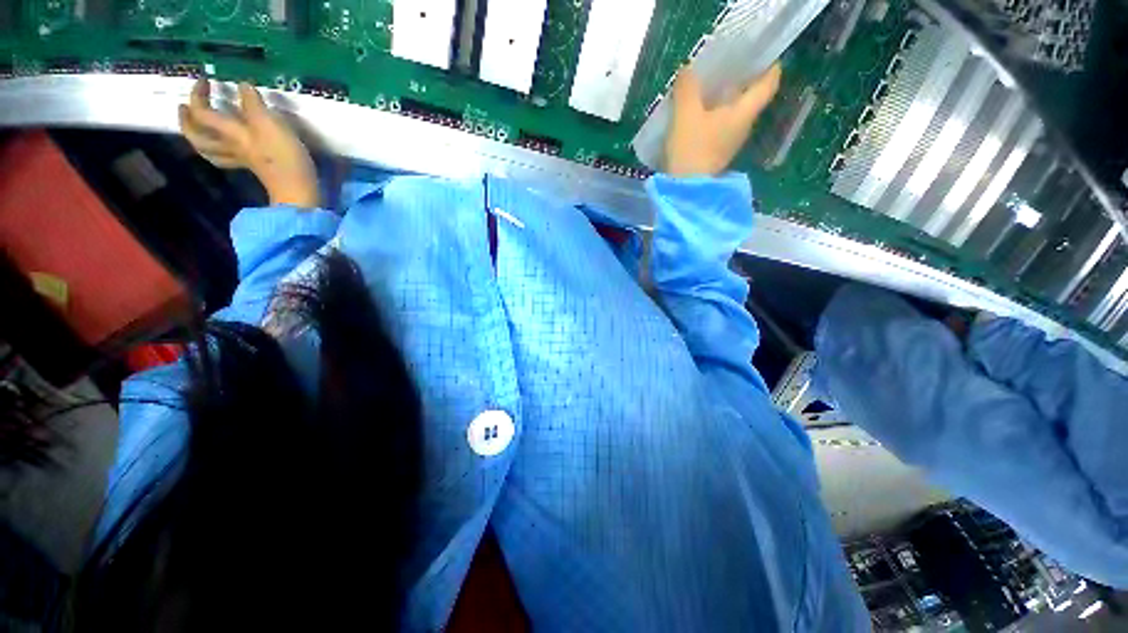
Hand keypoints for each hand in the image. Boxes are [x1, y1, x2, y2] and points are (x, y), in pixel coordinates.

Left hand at [179, 79, 319, 207]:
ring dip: (201, 137)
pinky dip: (223, 149)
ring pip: (211, 149)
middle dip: (188, 121)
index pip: (203, 112)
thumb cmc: (284, 157)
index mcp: (231, 134)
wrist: (298, 190)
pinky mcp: (256, 167)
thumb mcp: (270, 124)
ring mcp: (242, 159)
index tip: (206, 80)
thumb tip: (242, 85)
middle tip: (185, 106)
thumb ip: (254, 104)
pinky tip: (229, 144)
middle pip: (198, 136)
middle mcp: (230, 146)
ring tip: (200, 126)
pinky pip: (230, 156)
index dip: (199, 94)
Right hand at [664, 64, 781, 177]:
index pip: (768, 85)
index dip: (771, 67)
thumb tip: (688, 70)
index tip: (765, 54)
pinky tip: (698, 113)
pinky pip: (721, 126)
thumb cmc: (691, 149)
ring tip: (708, 86)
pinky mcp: (717, 154)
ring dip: (725, 98)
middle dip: (742, 80)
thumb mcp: (685, 114)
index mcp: (743, 113)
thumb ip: (687, 89)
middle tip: (727, 64)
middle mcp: (743, 127)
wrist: (685, 190)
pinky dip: (714, 115)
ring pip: (734, 113)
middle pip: (750, 98)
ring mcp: (730, 143)